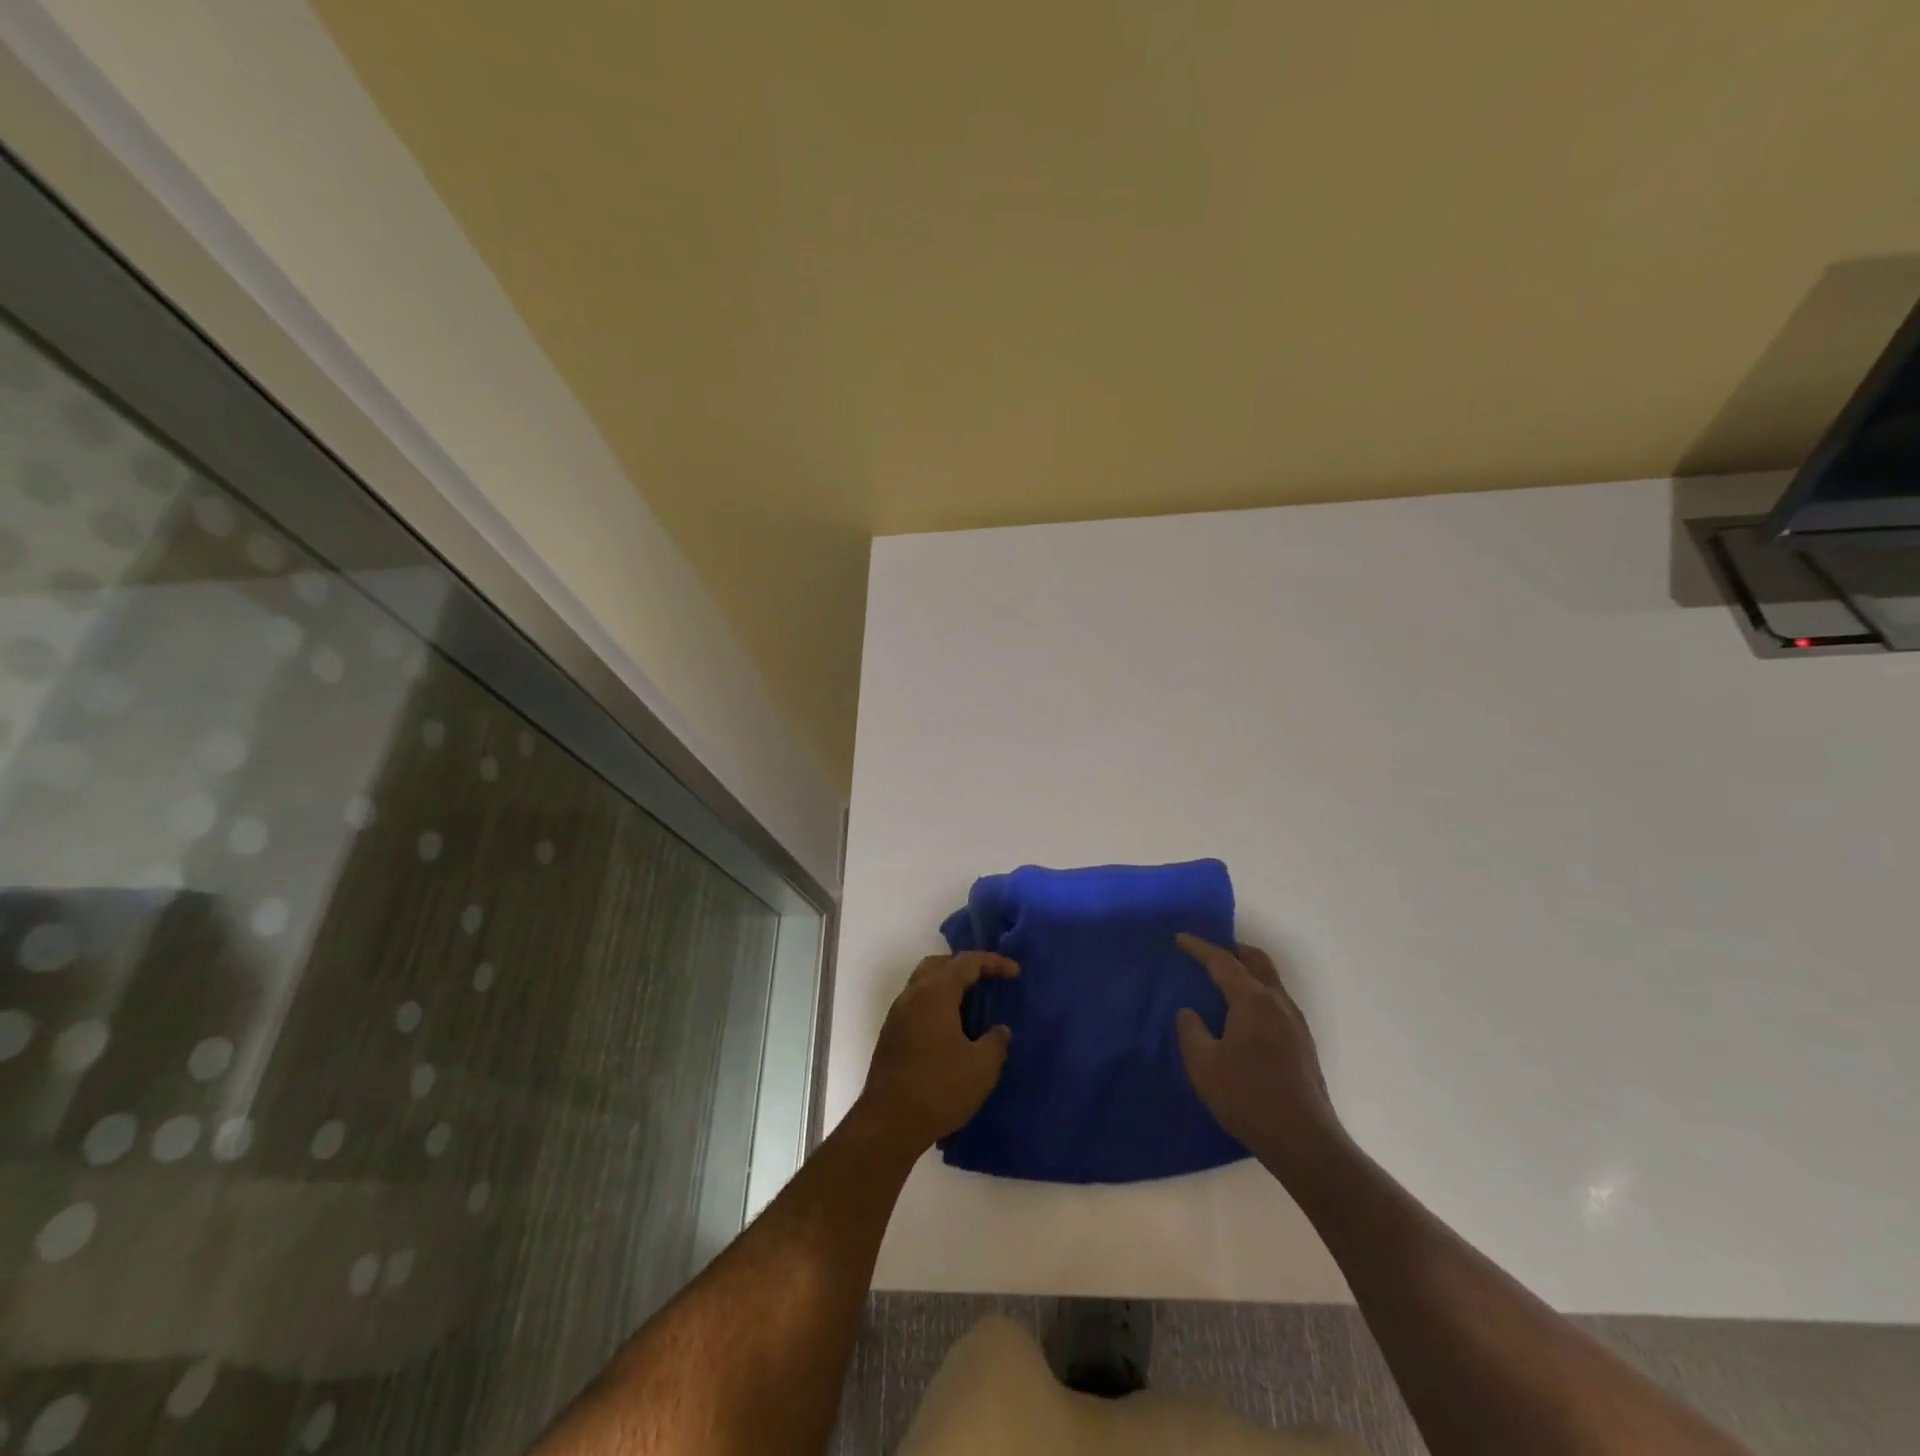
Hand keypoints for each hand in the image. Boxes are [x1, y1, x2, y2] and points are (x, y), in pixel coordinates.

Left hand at [857, 952, 1018, 1155]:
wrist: (889, 1123)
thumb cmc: (939, 1088)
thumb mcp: (982, 1067)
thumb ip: (996, 1042)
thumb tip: (1000, 1030)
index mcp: (935, 993)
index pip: (966, 962)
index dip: (993, 963)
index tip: (1015, 973)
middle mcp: (912, 995)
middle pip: (939, 964)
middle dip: (965, 966)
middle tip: (988, 980)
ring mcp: (897, 1015)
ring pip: (924, 984)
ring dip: (948, 985)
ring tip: (972, 1004)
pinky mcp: (891, 1035)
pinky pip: (917, 1004)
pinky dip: (937, 1004)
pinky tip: (952, 1028)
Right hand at [1175, 935, 1344, 1180]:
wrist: (1303, 1140)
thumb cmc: (1247, 1097)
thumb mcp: (1203, 1064)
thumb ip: (1191, 1031)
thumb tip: (1189, 1012)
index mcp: (1252, 1001)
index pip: (1222, 962)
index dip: (1199, 948)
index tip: (1180, 938)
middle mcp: (1278, 1003)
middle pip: (1256, 960)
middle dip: (1231, 950)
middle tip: (1208, 952)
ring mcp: (1295, 1023)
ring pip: (1270, 980)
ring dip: (1246, 971)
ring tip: (1223, 980)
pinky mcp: (1303, 1043)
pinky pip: (1276, 1000)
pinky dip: (1256, 992)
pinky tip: (1243, 1014)